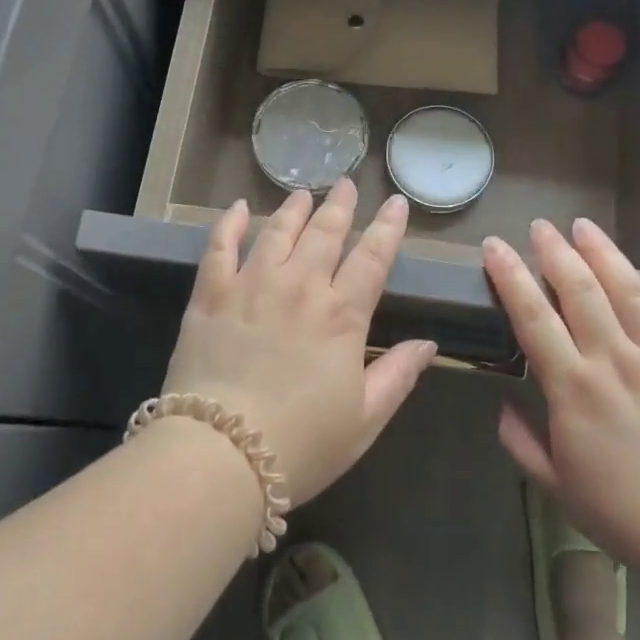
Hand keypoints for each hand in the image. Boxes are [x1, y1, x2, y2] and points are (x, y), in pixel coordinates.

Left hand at [162, 179, 436, 506]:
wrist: (221, 454)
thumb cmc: (301, 444)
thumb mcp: (364, 420)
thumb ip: (397, 375)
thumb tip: (429, 344)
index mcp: (341, 315)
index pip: (372, 258)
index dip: (388, 228)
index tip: (396, 203)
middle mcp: (299, 287)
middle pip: (325, 234)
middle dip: (340, 206)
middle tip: (347, 184)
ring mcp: (251, 285)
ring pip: (277, 231)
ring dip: (293, 208)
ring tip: (303, 193)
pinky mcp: (210, 294)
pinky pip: (220, 246)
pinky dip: (229, 223)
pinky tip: (236, 207)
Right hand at [484, 218, 639, 581]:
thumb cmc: (622, 511)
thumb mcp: (555, 485)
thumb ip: (521, 441)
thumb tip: (502, 403)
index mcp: (572, 388)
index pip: (533, 317)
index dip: (510, 276)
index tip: (494, 248)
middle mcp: (613, 361)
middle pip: (579, 291)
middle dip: (555, 252)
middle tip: (539, 227)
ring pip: (628, 290)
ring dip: (603, 252)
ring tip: (584, 225)